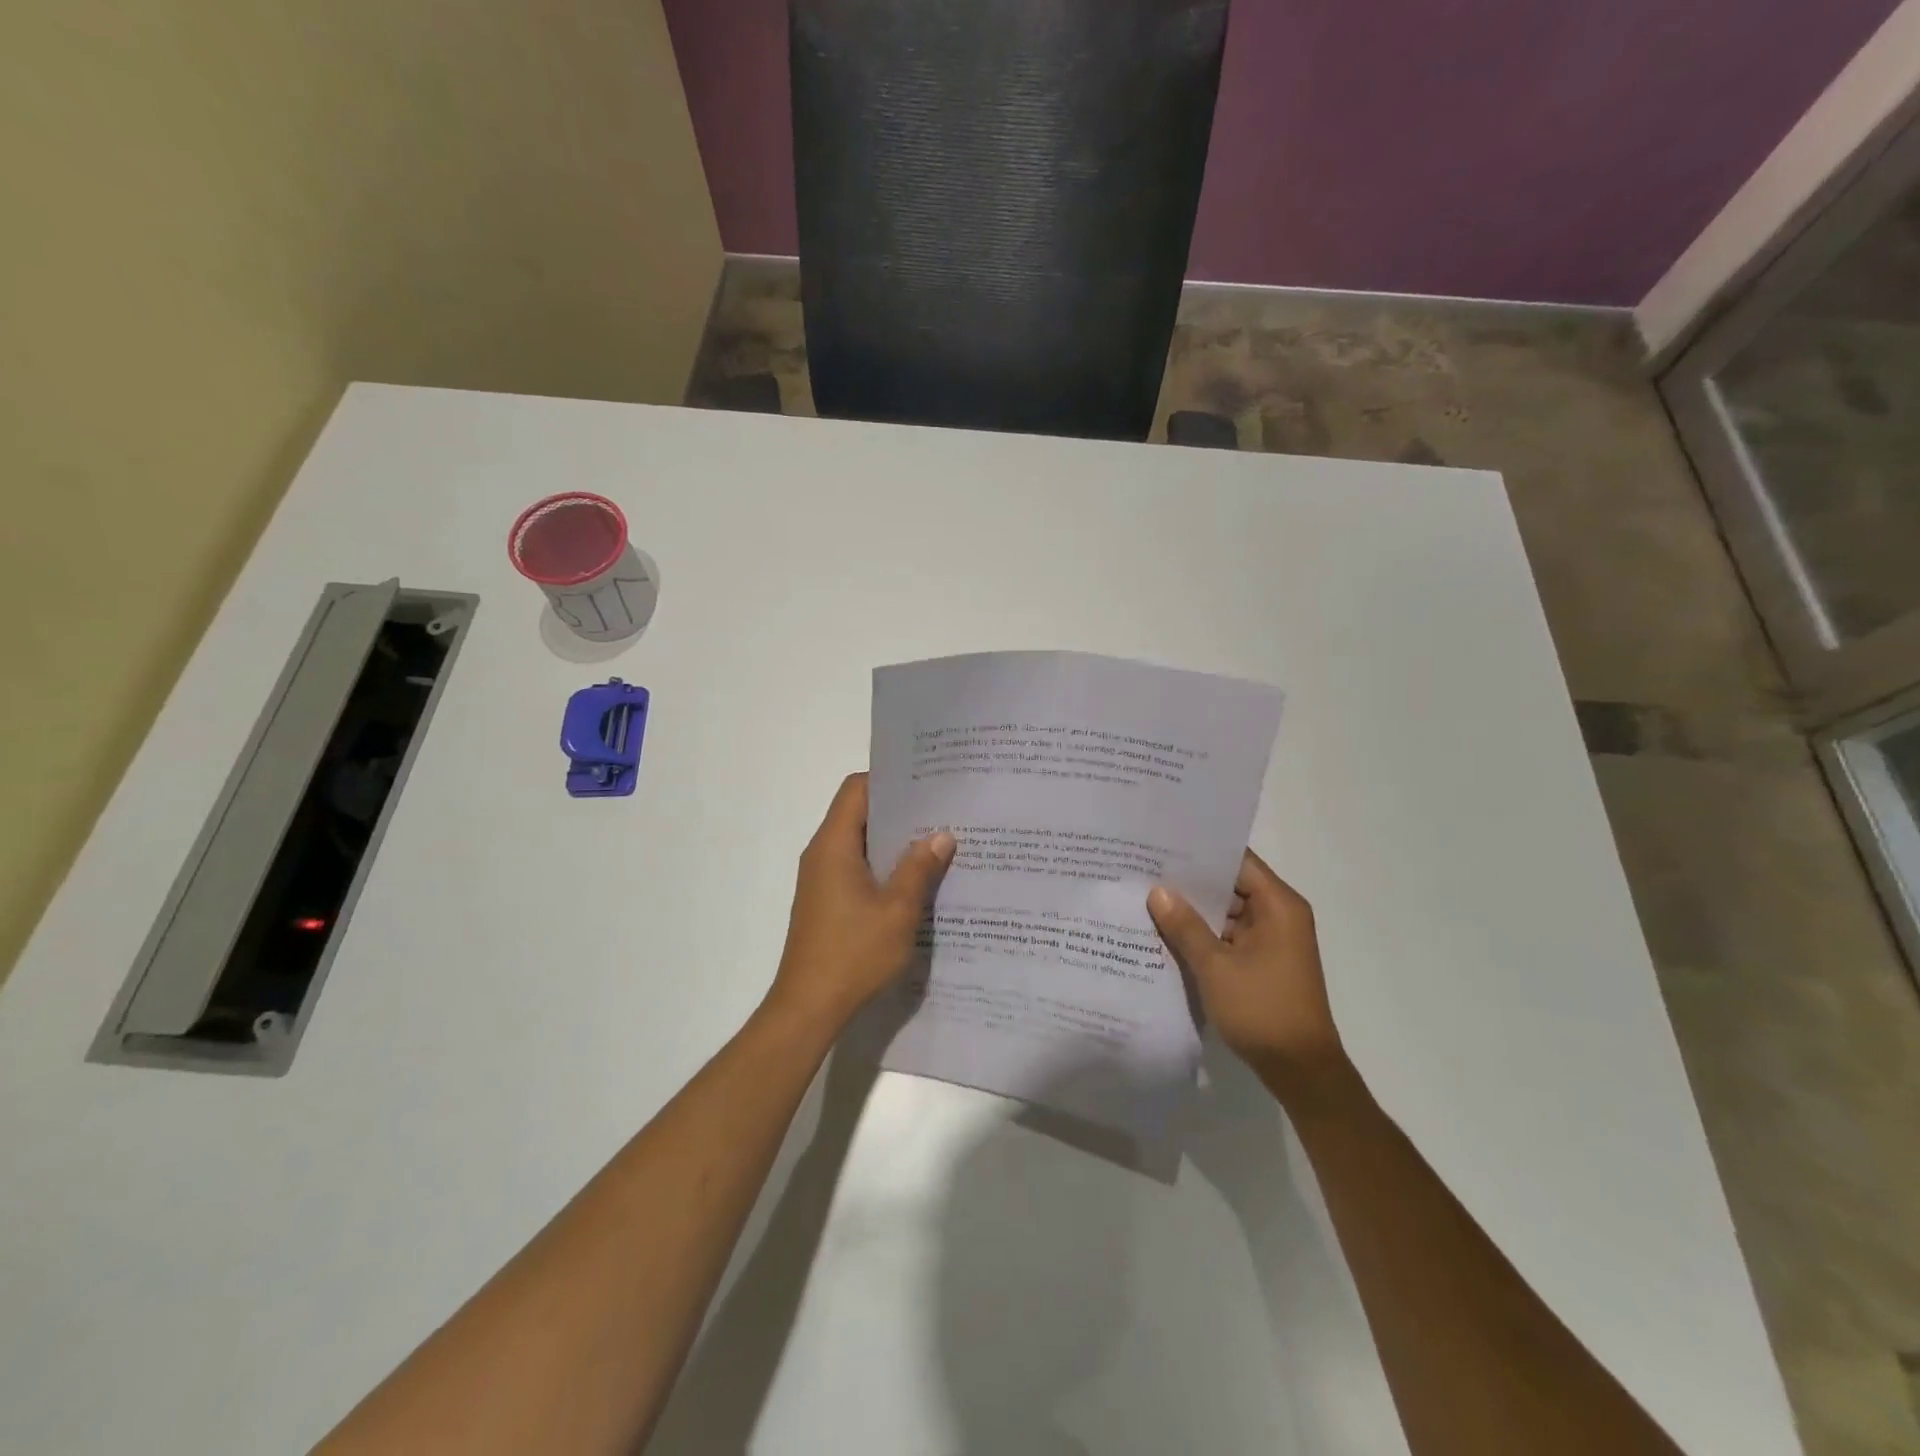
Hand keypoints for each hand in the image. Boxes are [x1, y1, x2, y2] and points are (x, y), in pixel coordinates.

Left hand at [766, 773, 955, 1032]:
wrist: (808, 1008)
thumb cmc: (853, 955)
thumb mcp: (898, 911)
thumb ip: (919, 868)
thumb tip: (942, 835)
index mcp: (834, 845)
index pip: (856, 789)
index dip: (889, 780)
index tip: (926, 782)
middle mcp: (822, 854)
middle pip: (859, 813)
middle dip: (899, 810)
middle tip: (943, 810)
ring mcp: (822, 879)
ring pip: (860, 842)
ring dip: (893, 841)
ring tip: (937, 842)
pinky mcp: (826, 901)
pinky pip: (857, 868)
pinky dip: (883, 866)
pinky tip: (916, 880)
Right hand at [1147, 850, 1353, 1107]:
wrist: (1301, 1070)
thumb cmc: (1262, 1010)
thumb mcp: (1216, 967)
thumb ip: (1185, 926)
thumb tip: (1157, 891)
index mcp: (1279, 905)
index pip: (1237, 861)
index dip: (1201, 852)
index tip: (1163, 845)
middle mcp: (1280, 915)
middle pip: (1231, 884)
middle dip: (1191, 881)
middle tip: (1145, 869)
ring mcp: (1273, 940)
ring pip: (1227, 912)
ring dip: (1195, 910)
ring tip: (1148, 896)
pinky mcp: (1264, 962)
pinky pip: (1230, 935)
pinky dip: (1204, 934)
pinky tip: (1168, 932)